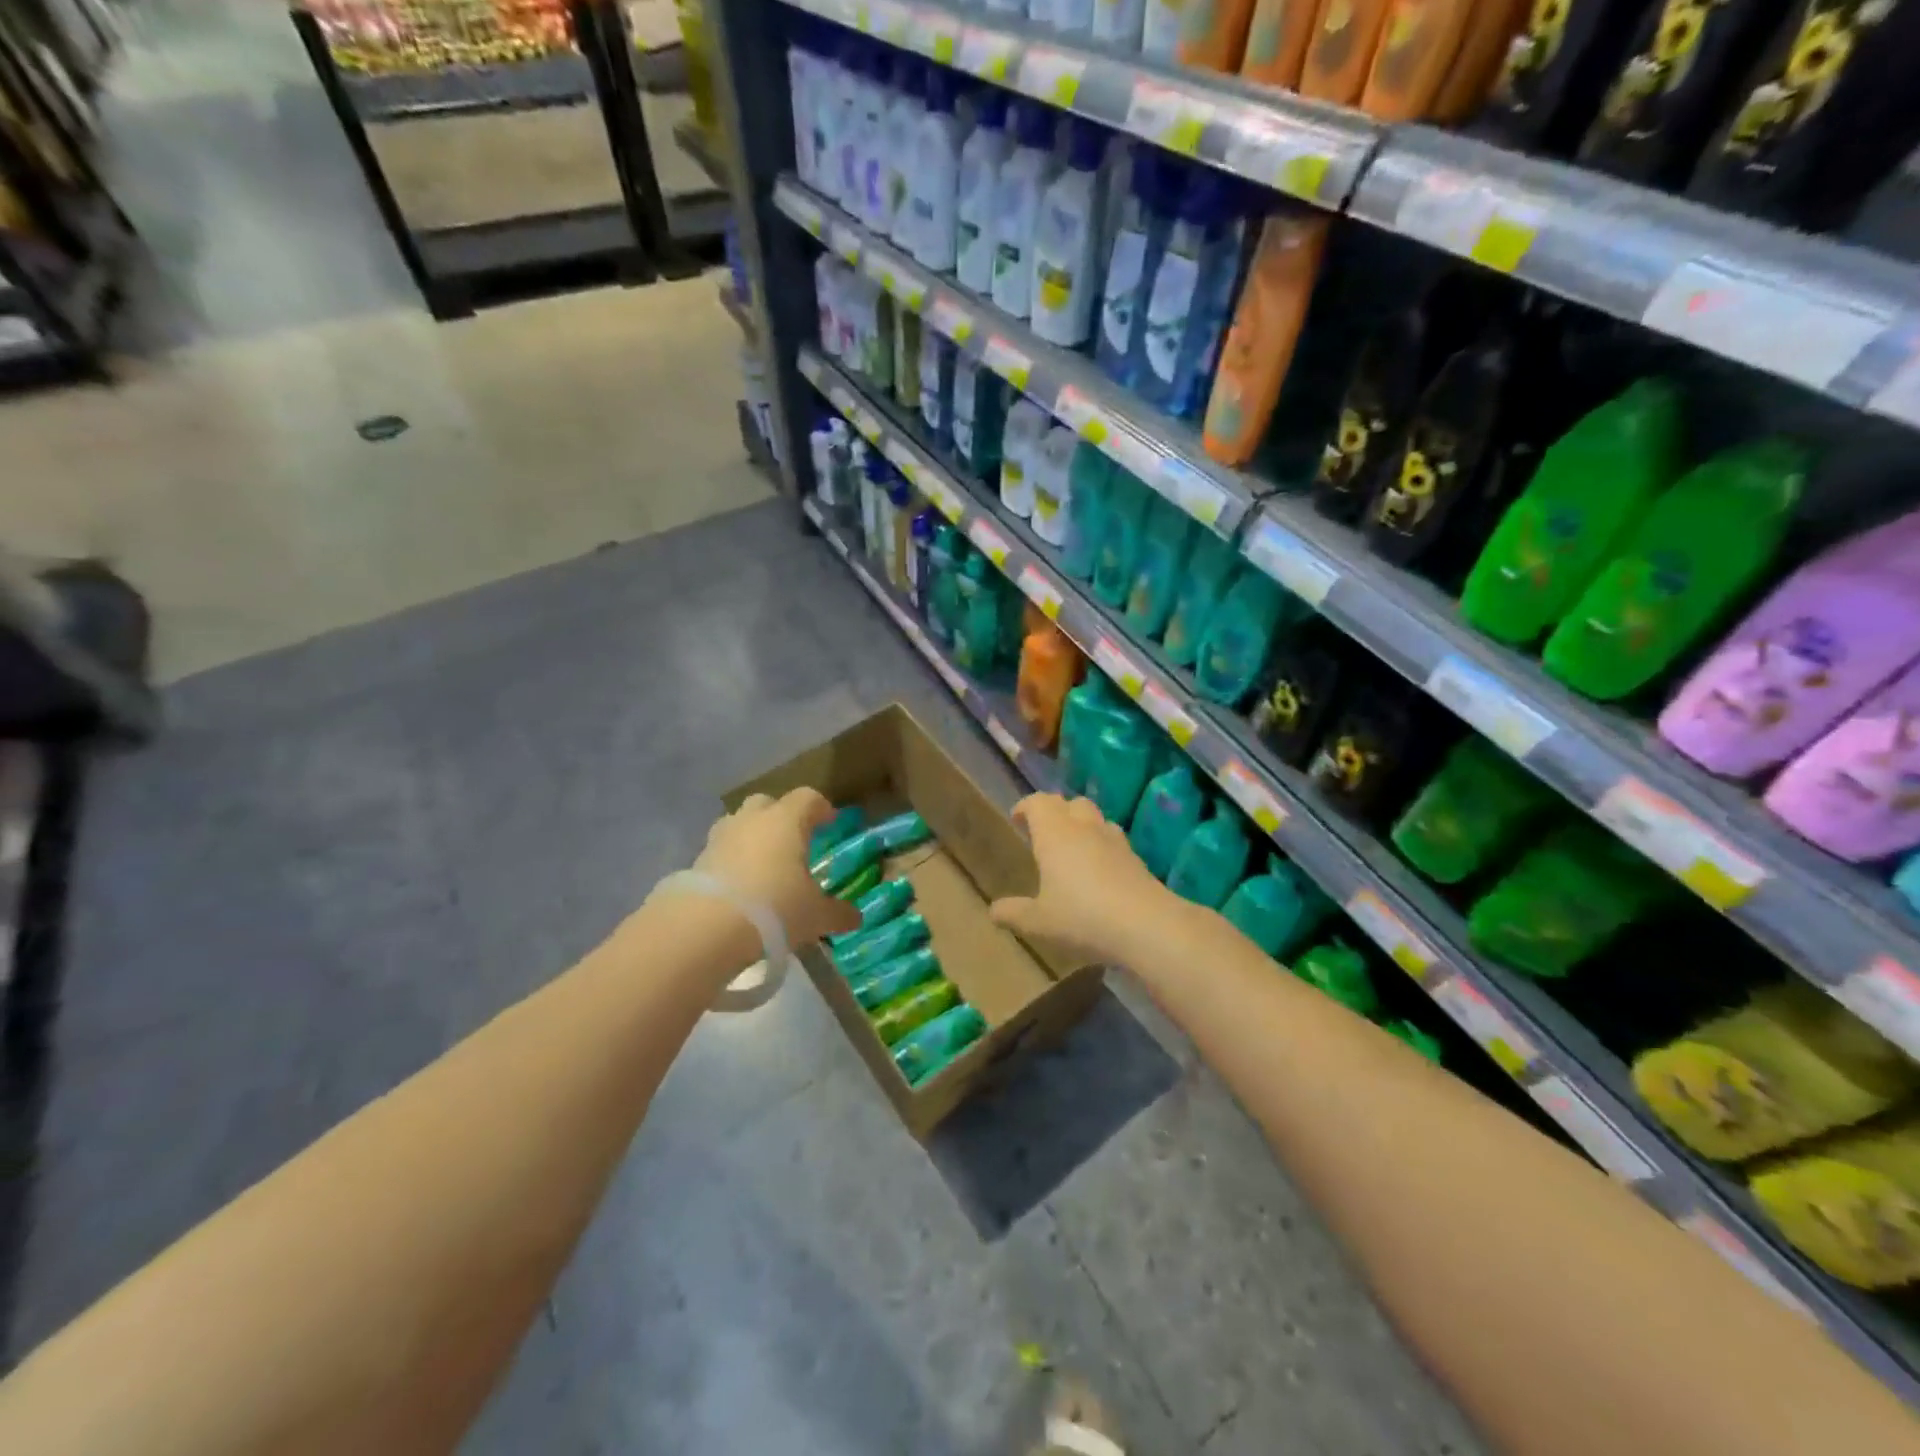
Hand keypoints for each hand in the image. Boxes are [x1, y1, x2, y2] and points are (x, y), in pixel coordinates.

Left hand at [693, 789, 861, 945]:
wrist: (705, 927)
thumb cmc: (775, 908)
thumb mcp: (815, 916)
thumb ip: (838, 913)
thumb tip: (856, 917)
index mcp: (786, 820)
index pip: (808, 798)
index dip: (821, 808)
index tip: (830, 822)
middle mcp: (752, 820)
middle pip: (767, 803)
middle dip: (780, 816)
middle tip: (793, 840)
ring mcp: (720, 838)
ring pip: (739, 824)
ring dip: (751, 837)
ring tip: (763, 865)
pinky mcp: (697, 860)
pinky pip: (720, 851)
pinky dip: (731, 862)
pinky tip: (740, 887)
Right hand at [989, 794, 1176, 964]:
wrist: (1147, 925)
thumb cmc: (1082, 918)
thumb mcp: (1039, 922)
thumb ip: (1014, 913)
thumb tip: (993, 911)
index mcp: (1054, 833)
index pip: (1038, 802)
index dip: (1026, 807)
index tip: (1018, 819)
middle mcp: (1083, 827)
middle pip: (1068, 802)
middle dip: (1054, 811)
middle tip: (1043, 831)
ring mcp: (1114, 839)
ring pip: (1094, 816)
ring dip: (1080, 823)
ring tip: (1071, 846)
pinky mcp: (1135, 856)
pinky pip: (1113, 838)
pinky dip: (1101, 843)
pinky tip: (1099, 867)